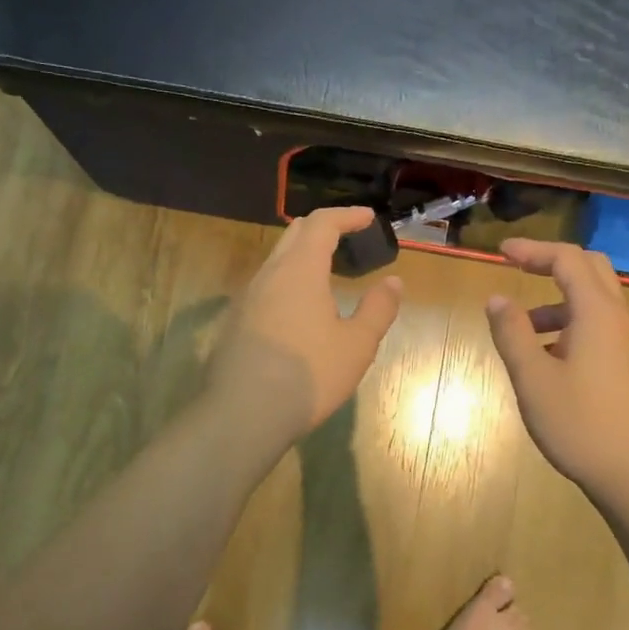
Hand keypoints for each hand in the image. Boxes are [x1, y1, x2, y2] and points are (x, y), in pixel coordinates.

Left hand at [206, 206, 403, 449]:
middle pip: (294, 235)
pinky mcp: (235, 322)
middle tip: (348, 236)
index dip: (347, 216)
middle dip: (323, 228)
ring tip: (327, 273)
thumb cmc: (309, 374)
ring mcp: (246, 298)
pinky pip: (265, 287)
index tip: (368, 217)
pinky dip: (288, 282)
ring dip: (303, 256)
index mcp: (300, 270)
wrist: (244, 414)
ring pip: (276, 261)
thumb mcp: (357, 345)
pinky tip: (299, 310)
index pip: (322, 223)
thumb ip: (378, 309)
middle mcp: (269, 274)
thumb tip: (393, 282)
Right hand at [485, 239, 628, 503]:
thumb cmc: (581, 423)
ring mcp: (625, 344)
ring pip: (592, 301)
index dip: (533, 249)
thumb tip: (497, 298)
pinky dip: (567, 325)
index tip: (500, 251)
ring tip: (520, 327)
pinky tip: (543, 359)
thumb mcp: (533, 378)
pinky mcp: (625, 366)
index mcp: (597, 313)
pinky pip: (595, 327)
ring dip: (556, 300)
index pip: (567, 259)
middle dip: (551, 262)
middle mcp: (617, 319)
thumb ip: (512, 333)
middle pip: (589, 269)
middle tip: (517, 267)